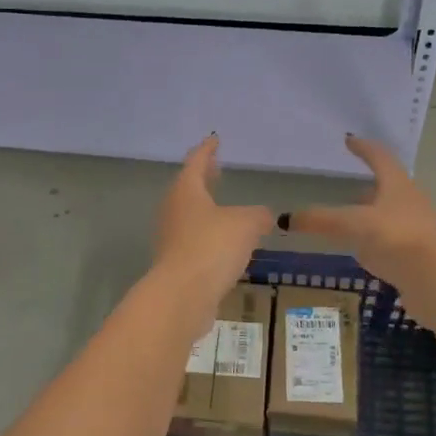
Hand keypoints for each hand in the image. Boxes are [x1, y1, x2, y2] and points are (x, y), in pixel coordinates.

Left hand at [153, 135, 275, 310]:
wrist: (182, 296)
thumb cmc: (212, 247)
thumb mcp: (246, 224)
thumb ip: (258, 215)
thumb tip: (264, 216)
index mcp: (186, 190)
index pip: (196, 161)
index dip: (207, 149)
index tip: (214, 139)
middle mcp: (174, 210)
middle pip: (189, 187)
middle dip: (204, 179)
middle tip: (218, 170)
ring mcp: (171, 238)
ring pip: (191, 215)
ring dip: (207, 209)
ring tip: (226, 209)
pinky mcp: (176, 263)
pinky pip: (195, 241)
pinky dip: (209, 236)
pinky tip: (226, 244)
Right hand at [287, 135, 435, 290]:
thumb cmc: (397, 238)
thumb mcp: (354, 224)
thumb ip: (321, 220)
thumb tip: (285, 219)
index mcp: (397, 184)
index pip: (379, 157)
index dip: (363, 148)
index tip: (349, 140)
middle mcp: (410, 201)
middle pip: (388, 186)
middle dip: (368, 184)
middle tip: (346, 185)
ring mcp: (417, 229)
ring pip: (390, 214)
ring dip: (372, 214)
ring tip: (350, 220)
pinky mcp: (418, 255)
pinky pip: (392, 240)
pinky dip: (376, 240)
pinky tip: (364, 251)